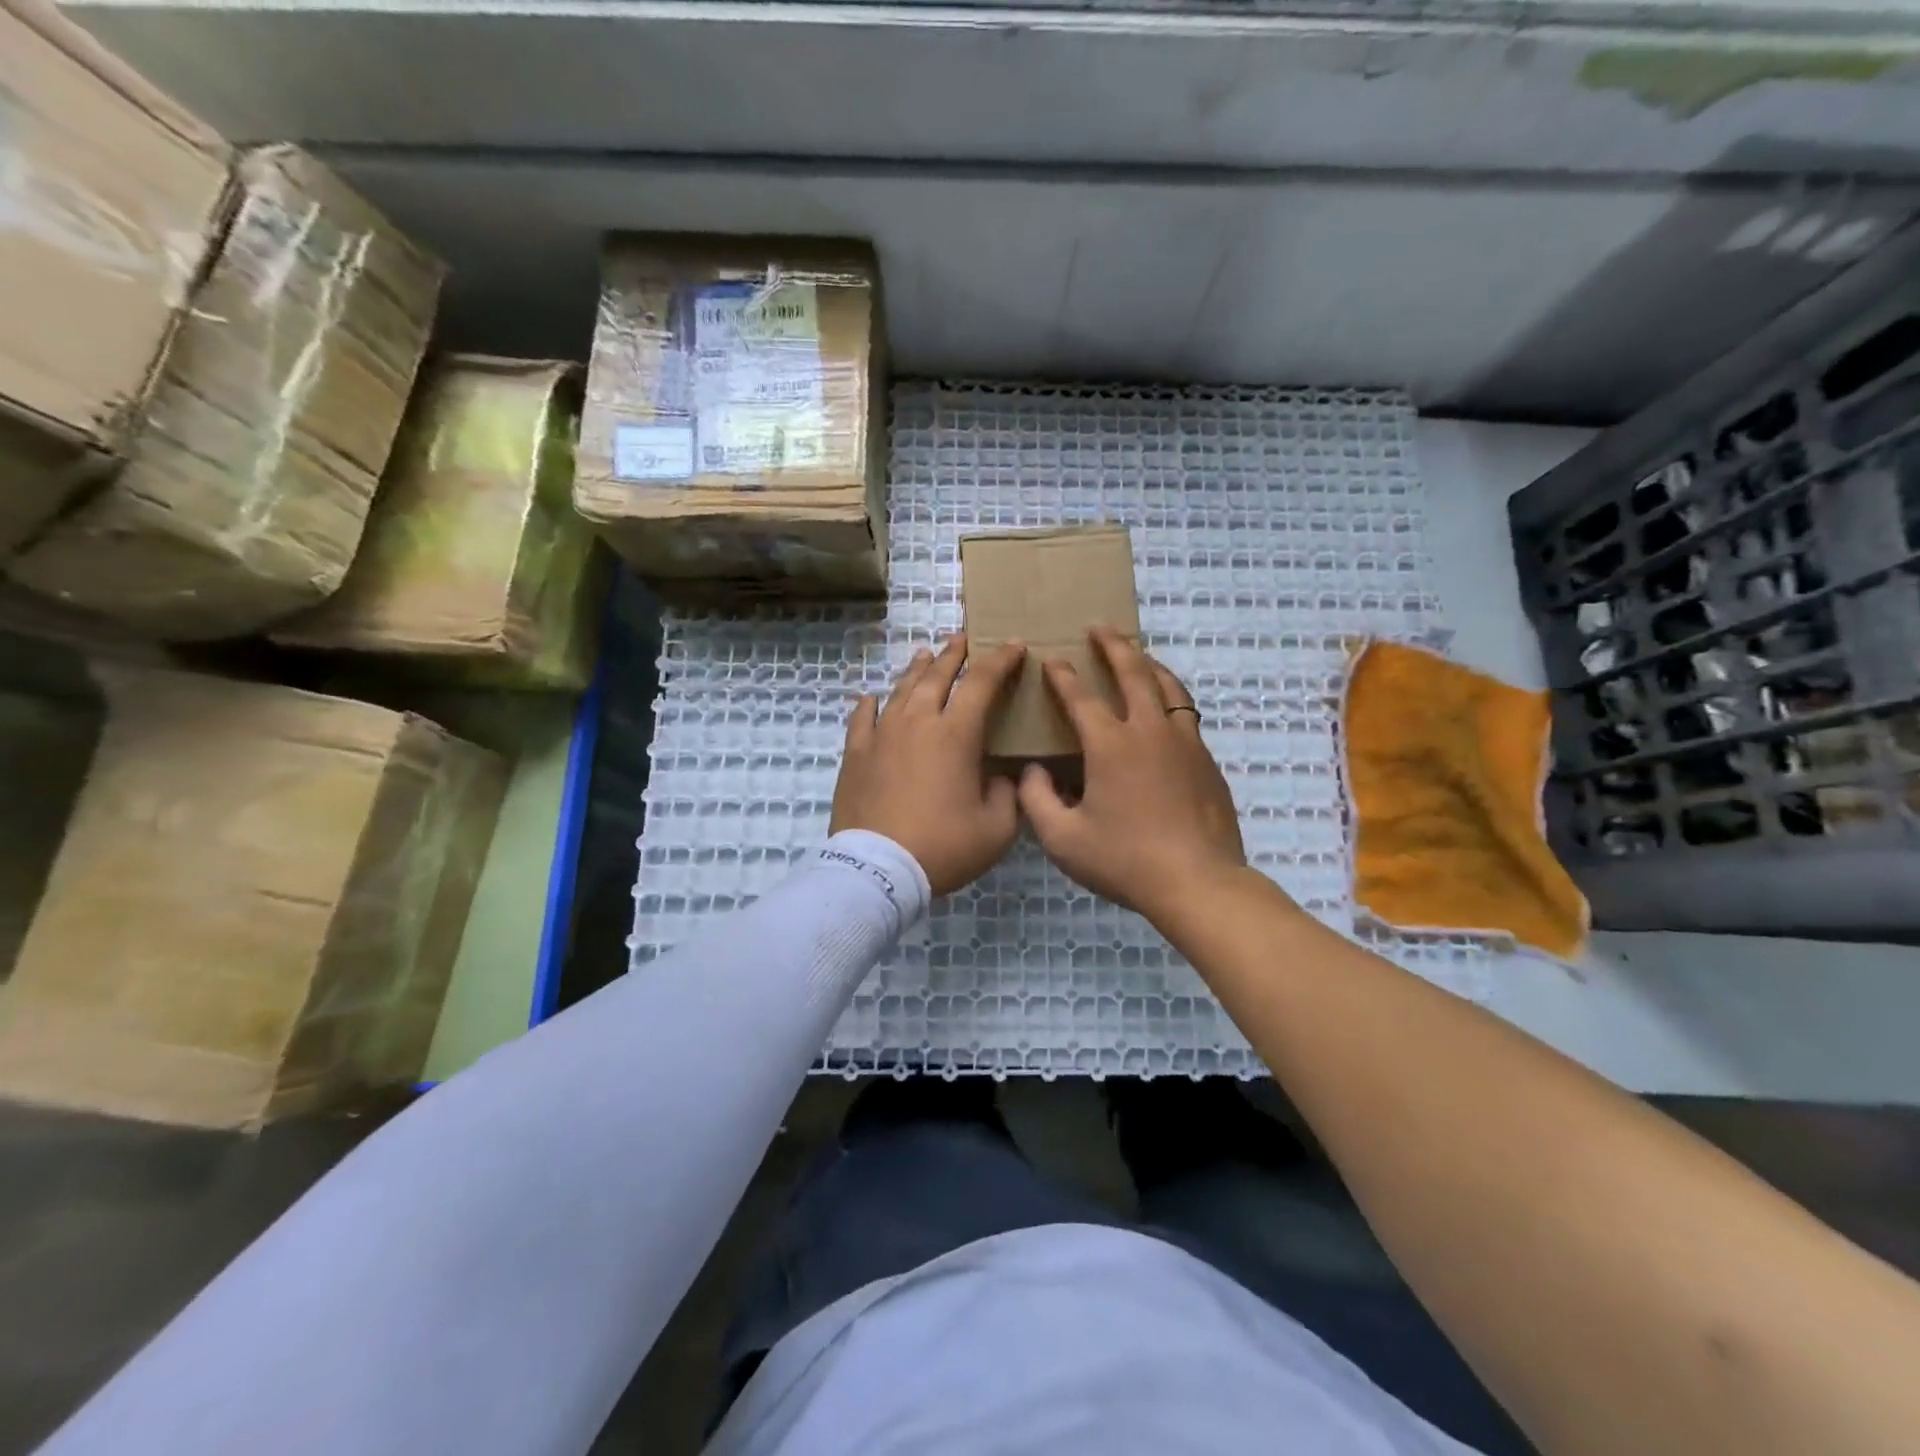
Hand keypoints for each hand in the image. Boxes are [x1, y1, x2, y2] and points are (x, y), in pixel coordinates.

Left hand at [831, 633, 1027, 895]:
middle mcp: (918, 722)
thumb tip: (1002, 776)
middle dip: (954, 654)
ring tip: (925, 655)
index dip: (1000, 660)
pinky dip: (870, 703)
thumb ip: (1008, 794)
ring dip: (917, 669)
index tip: (1013, 645)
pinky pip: (862, 718)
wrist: (878, 869)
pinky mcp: (855, 754)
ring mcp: (881, 735)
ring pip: (901, 690)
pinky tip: (871, 697)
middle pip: (937, 675)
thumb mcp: (996, 828)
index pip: (982, 682)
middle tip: (963, 639)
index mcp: (956, 734)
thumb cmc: (943, 846)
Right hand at [1017, 627, 1246, 923]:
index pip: (1080, 697)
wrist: (1199, 883)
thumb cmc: (1125, 861)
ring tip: (1138, 655)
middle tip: (1100, 627)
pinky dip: (1171, 698)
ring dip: (1149, 664)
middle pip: (1133, 672)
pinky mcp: (1207, 761)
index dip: (1062, 675)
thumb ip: (1037, 800)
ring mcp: (1185, 743)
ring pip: (1168, 687)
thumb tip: (1031, 771)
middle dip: (1113, 645)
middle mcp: (1149, 731)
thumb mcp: (1063, 839)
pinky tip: (1166, 709)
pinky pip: (1186, 714)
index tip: (1051, 659)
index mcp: (1110, 745)